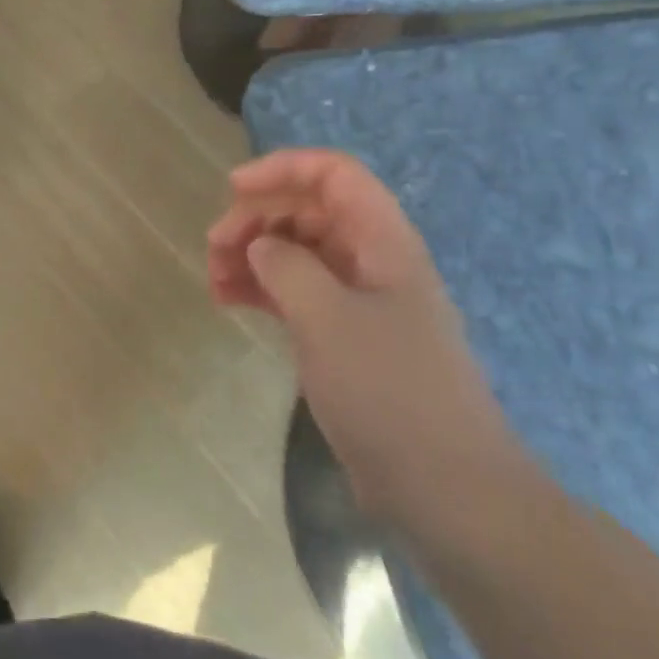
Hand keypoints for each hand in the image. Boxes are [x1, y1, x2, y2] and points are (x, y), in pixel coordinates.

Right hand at [208, 149, 526, 524]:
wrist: (446, 489)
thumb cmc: (389, 391)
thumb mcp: (328, 319)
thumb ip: (287, 268)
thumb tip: (260, 246)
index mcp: (383, 241)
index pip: (334, 175)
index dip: (283, 169)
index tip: (233, 189)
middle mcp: (373, 261)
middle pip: (309, 212)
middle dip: (258, 219)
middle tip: (214, 248)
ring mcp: (360, 301)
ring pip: (299, 254)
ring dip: (254, 256)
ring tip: (213, 278)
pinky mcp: (347, 339)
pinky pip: (298, 294)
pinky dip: (263, 290)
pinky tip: (229, 301)